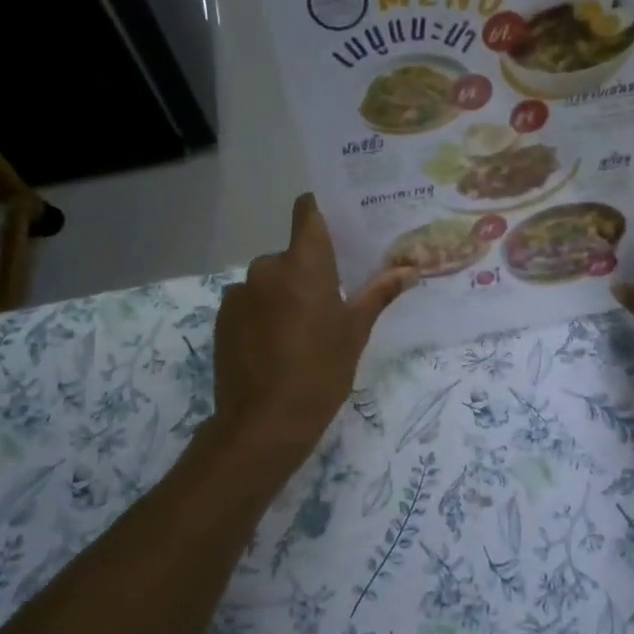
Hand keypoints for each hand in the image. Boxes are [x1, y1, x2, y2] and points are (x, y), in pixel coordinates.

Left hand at [208, 194, 414, 469]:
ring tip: (299, 332)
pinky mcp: (222, 317)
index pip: (307, 211)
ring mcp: (239, 292)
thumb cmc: (321, 372)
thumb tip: (411, 270)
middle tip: (329, 302)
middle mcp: (267, 267)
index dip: (320, 211)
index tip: (338, 226)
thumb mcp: (355, 333)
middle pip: (292, 254)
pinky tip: (274, 346)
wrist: (264, 422)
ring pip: (270, 280)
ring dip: (284, 294)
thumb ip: (379, 294)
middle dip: (308, 271)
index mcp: (304, 264)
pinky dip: (263, 313)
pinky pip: (250, 302)